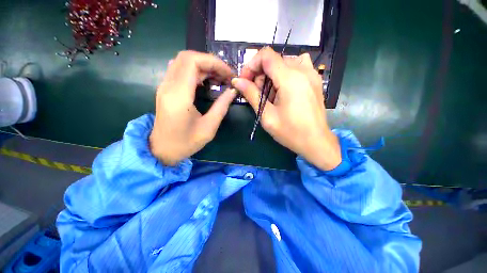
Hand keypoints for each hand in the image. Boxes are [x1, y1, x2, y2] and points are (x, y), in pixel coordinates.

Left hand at [150, 51, 236, 165]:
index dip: (213, 62)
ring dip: (204, 66)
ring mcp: (165, 86)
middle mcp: (168, 86)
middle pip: (187, 57)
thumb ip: (221, 106)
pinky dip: (196, 71)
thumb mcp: (209, 128)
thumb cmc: (186, 143)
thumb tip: (233, 90)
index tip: (229, 73)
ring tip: (219, 79)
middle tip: (225, 76)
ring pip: (183, 62)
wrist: (162, 150)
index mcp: (179, 96)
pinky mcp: (166, 89)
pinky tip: (207, 82)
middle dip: (210, 62)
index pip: (192, 61)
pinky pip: (180, 70)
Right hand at [232, 47, 340, 170]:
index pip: (266, 55)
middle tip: (257, 94)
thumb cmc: (290, 132)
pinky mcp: (315, 80)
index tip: (245, 81)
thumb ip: (251, 95)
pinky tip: (284, 90)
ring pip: (285, 62)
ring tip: (271, 94)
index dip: (251, 65)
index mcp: (290, 79)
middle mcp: (303, 70)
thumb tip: (237, 81)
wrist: (316, 142)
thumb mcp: (267, 115)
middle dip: (260, 74)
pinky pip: (297, 67)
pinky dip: (285, 74)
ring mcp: (312, 74)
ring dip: (272, 75)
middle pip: (274, 59)